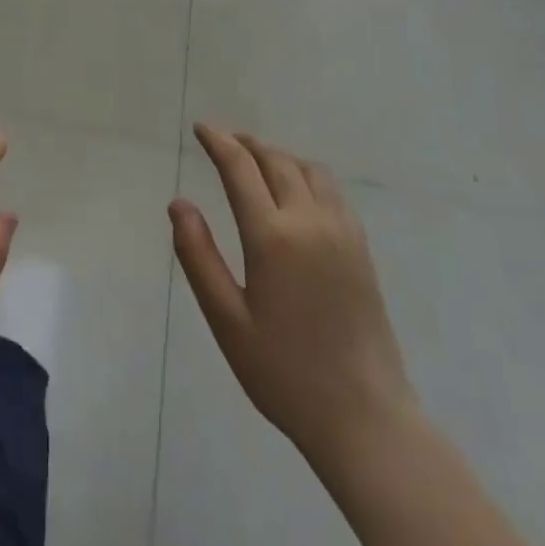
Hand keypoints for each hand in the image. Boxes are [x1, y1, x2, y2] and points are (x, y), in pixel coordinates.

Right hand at [170, 124, 414, 458]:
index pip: (240, 168)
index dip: (218, 142)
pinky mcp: (360, 248)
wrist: (365, 417)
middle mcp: (310, 221)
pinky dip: (305, 174)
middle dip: (246, 144)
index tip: (200, 128)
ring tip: (256, 162)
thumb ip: (199, 256)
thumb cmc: (284, 372)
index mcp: (273, 236)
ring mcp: (341, 231)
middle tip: (222, 141)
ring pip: (307, 169)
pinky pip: (330, 190)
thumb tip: (179, 204)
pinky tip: (295, 191)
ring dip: (278, 156)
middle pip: (275, 160)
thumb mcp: (227, 320)